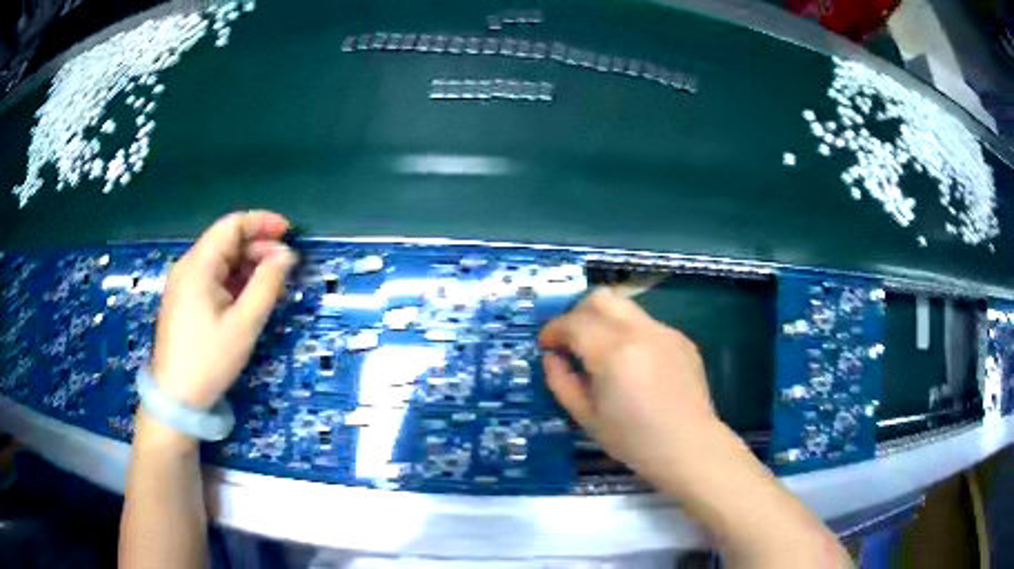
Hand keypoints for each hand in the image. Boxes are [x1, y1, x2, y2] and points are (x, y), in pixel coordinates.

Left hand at [151, 211, 296, 409]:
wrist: (175, 398)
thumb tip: (286, 256)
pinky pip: (213, 278)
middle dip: (258, 247)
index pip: (232, 225)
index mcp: (198, 265)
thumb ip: (267, 285)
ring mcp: (184, 284)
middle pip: (226, 241)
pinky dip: (235, 281)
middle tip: (286, 267)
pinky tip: (250, 297)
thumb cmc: (209, 360)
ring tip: (273, 284)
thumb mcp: (244, 325)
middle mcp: (188, 266)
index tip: (289, 232)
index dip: (262, 222)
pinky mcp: (184, 301)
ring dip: (248, 265)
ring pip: (221, 261)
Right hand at [539, 288, 718, 482]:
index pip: (573, 322)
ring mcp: (665, 332)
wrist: (688, 446)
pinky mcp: (682, 339)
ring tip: (602, 353)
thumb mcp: (585, 417)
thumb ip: (561, 381)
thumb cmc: (633, 440)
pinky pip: (647, 324)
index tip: (546, 346)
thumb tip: (552, 357)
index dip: (553, 330)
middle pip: (600, 298)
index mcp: (613, 353)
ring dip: (604, 321)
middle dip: (577, 314)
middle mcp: (640, 331)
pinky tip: (635, 365)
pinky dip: (630, 334)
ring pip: (625, 307)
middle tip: (571, 342)